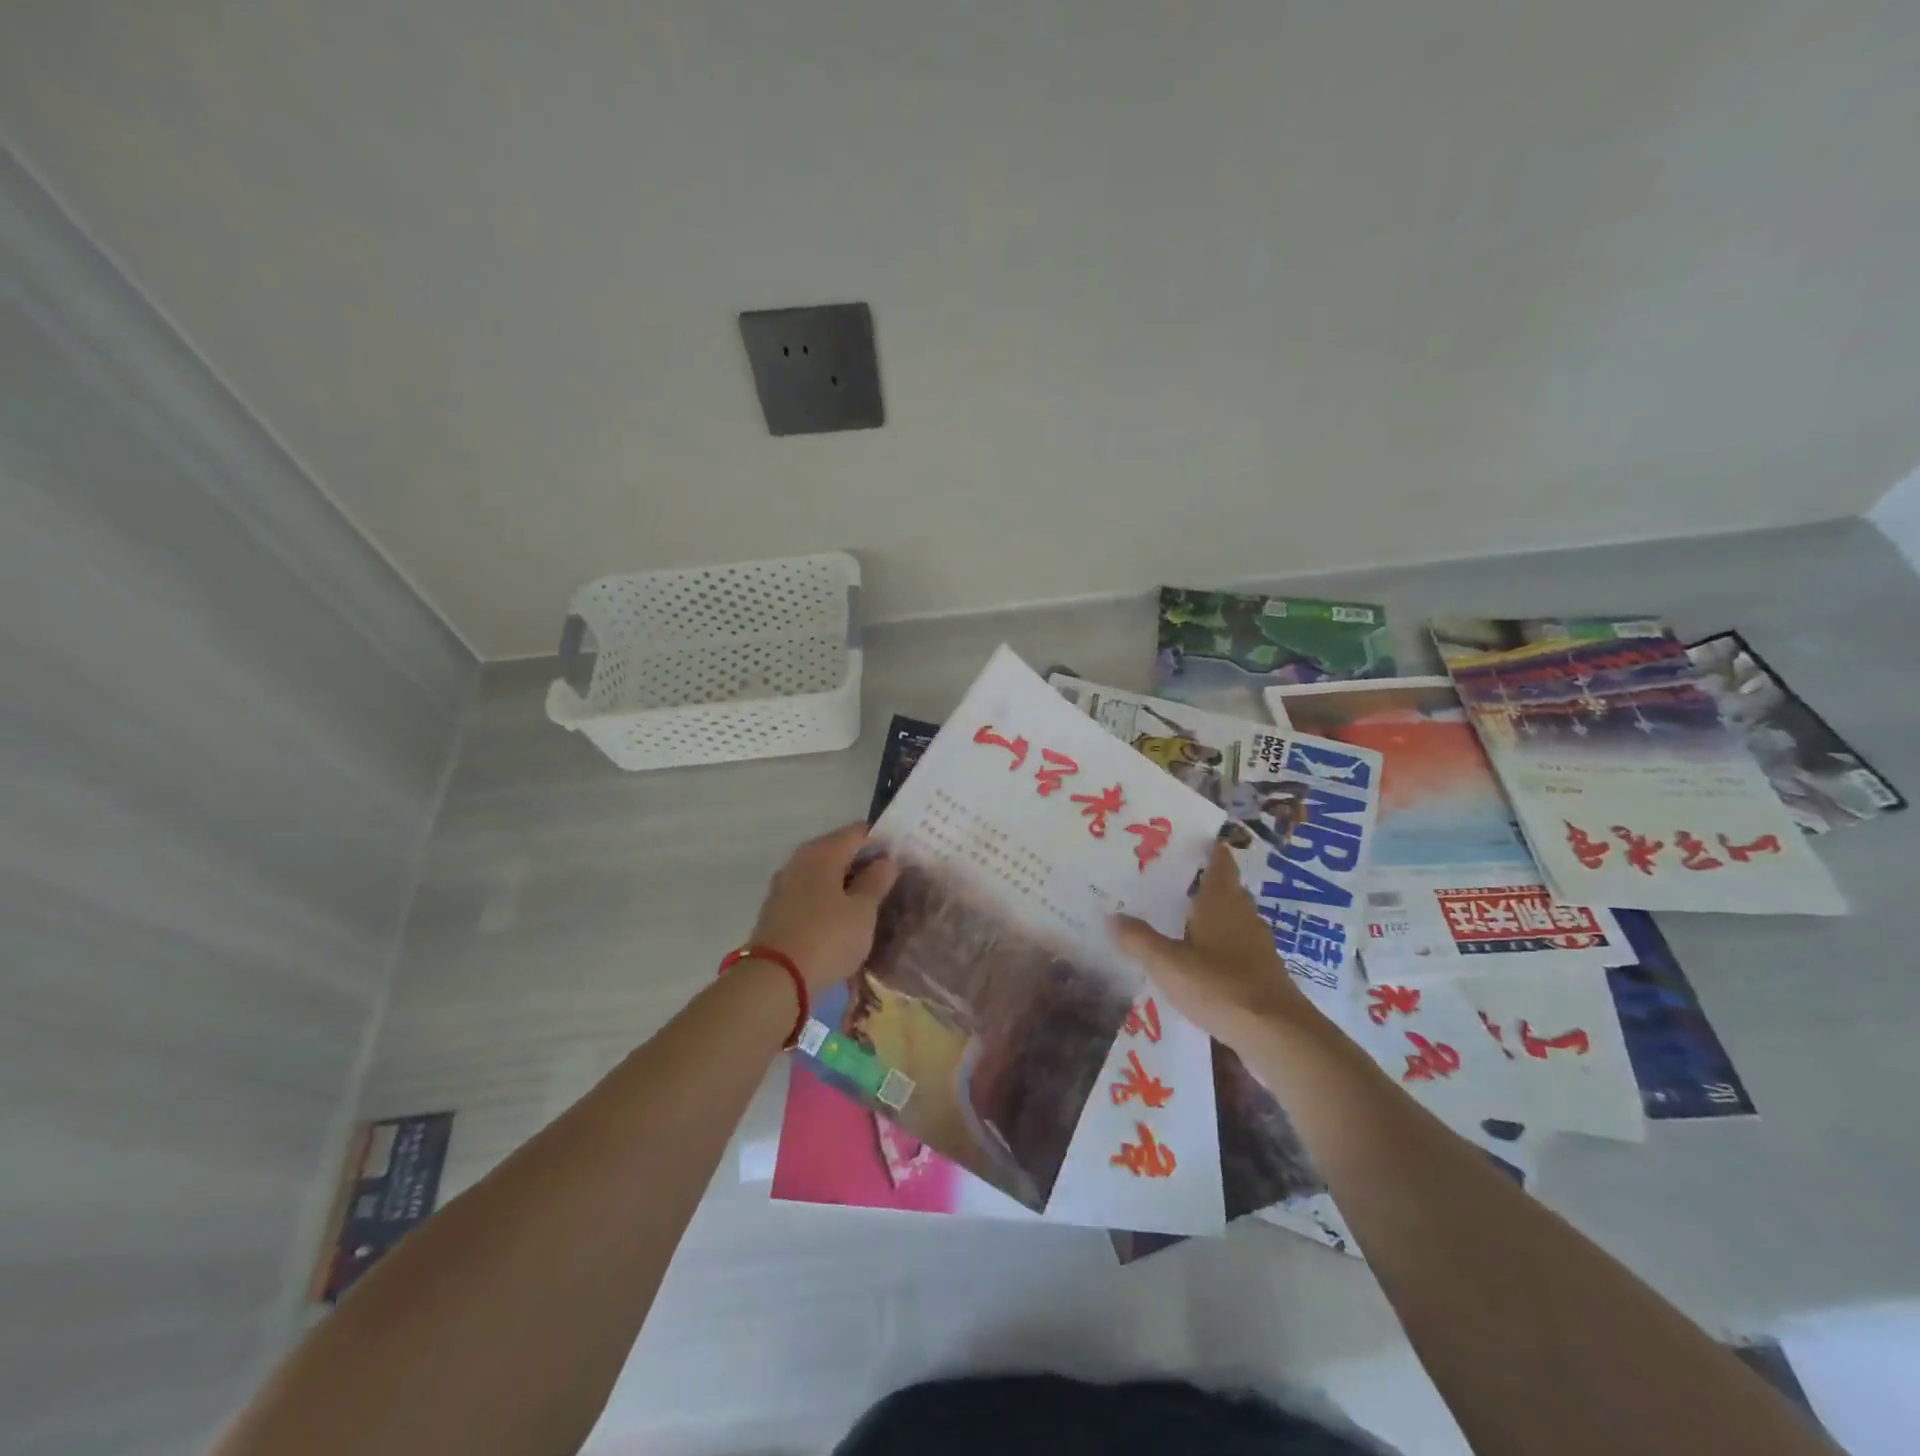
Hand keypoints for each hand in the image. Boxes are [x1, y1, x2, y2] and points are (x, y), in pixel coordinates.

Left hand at [748, 823, 899, 993]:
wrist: (775, 979)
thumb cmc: (827, 938)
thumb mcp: (862, 911)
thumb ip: (876, 882)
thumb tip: (886, 861)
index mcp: (822, 852)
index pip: (858, 832)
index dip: (881, 842)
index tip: (901, 860)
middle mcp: (800, 860)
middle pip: (838, 851)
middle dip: (863, 863)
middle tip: (890, 882)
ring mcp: (784, 884)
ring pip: (823, 873)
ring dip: (845, 883)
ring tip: (869, 902)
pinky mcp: (777, 909)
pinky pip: (810, 893)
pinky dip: (828, 899)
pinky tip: (842, 917)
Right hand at [1113, 842, 1314, 1048]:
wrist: (1278, 1036)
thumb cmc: (1220, 986)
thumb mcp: (1168, 963)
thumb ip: (1138, 939)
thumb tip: (1111, 916)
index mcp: (1221, 902)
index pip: (1219, 862)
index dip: (1208, 848)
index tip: (1187, 840)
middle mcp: (1243, 915)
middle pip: (1226, 889)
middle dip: (1202, 882)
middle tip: (1169, 879)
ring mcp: (1257, 945)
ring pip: (1232, 918)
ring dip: (1210, 915)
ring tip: (1178, 918)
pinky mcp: (1262, 973)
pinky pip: (1236, 947)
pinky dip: (1218, 945)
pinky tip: (1199, 960)